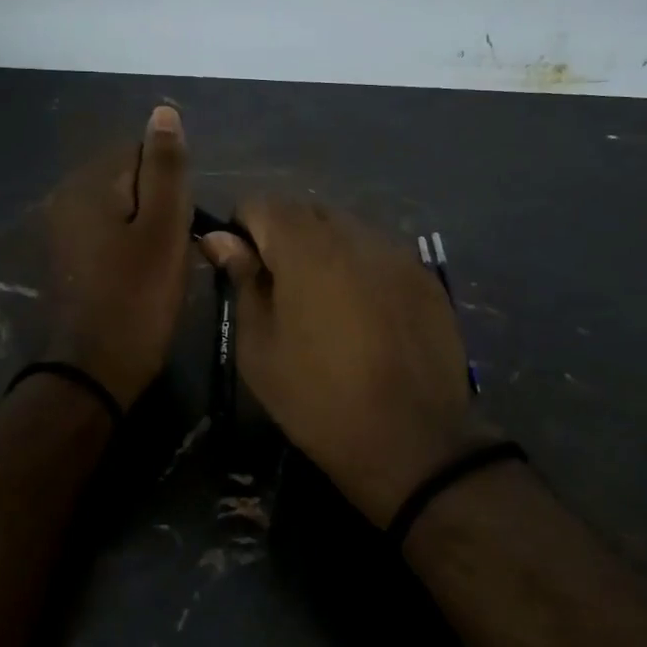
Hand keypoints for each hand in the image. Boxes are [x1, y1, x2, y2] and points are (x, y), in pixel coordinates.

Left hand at [42, 105, 192, 409]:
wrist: (93, 371)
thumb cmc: (137, 298)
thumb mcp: (163, 228)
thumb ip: (165, 168)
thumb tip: (162, 111)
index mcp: (89, 183)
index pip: (142, 151)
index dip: (171, 185)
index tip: (180, 224)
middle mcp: (66, 197)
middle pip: (129, 180)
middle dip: (158, 206)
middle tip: (173, 248)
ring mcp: (61, 229)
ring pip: (121, 209)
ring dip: (146, 229)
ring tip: (161, 266)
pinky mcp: (66, 258)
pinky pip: (107, 235)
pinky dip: (128, 248)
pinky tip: (140, 277)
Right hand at [200, 198, 475, 525]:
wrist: (412, 442)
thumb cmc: (318, 399)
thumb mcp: (260, 347)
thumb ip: (243, 282)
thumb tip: (221, 240)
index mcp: (307, 248)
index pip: (262, 204)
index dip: (243, 230)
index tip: (243, 270)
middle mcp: (355, 235)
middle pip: (307, 212)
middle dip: (285, 237)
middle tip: (281, 291)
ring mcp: (397, 253)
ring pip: (347, 229)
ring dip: (326, 251)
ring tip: (325, 303)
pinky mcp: (425, 277)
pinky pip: (380, 254)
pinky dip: (362, 269)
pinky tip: (365, 315)